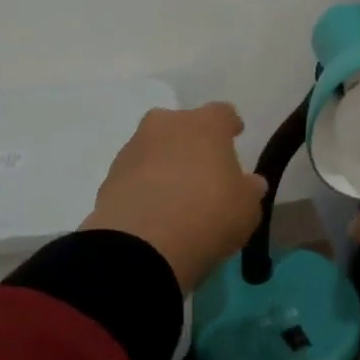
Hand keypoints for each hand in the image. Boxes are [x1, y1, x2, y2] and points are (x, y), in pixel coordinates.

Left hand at [82, 103, 266, 292]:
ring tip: (175, 197)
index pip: (223, 113)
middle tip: (202, 170)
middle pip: (182, 126)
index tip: (235, 136)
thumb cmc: (208, 215)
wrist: (141, 246)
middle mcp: (166, 126)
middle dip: (191, 142)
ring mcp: (133, 149)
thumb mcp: (246, 209)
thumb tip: (250, 183)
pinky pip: (135, 175)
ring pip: (154, 149)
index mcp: (205, 125)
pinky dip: (144, 187)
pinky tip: (154, 212)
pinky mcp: (109, 177)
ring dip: (164, 165)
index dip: (230, 126)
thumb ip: (249, 191)